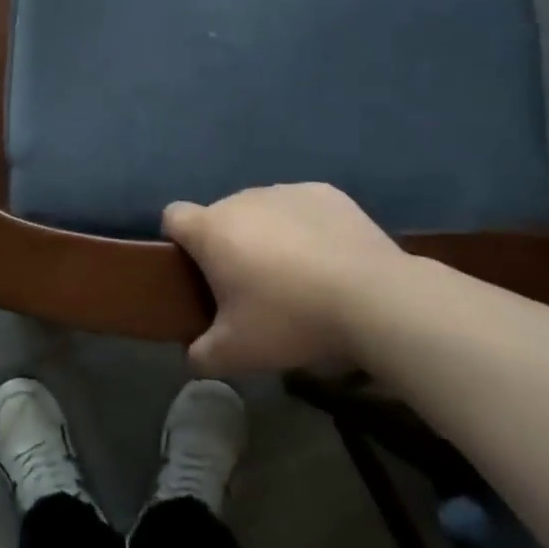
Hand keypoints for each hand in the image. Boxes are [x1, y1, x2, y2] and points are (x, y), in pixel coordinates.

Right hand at [163, 184, 412, 374]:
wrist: (374, 299)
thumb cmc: (291, 319)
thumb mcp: (237, 353)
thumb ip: (202, 355)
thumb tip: (192, 356)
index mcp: (212, 229)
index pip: (173, 216)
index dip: (178, 240)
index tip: (196, 271)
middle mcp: (242, 199)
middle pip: (221, 216)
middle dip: (229, 245)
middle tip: (251, 289)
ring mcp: (285, 191)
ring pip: (262, 211)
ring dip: (267, 235)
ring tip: (296, 276)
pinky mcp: (325, 193)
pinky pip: (300, 207)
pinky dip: (305, 227)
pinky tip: (328, 259)